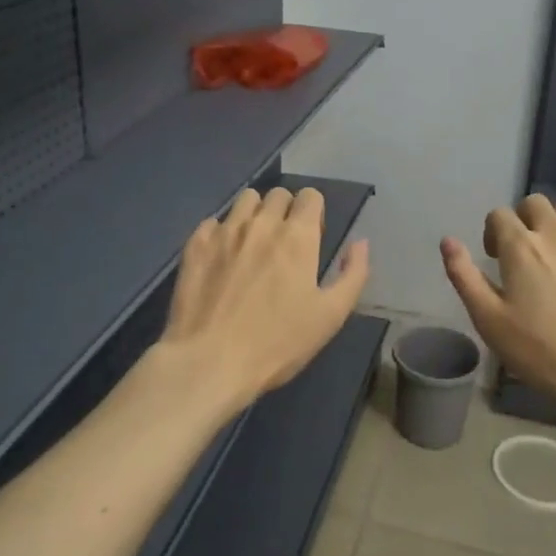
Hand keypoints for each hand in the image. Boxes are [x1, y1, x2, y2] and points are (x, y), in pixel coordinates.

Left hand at [157, 187, 370, 413]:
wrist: (210, 361)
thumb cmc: (277, 343)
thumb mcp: (331, 316)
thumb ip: (353, 274)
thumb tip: (360, 243)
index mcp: (297, 236)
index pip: (310, 196)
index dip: (314, 212)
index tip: (312, 238)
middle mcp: (261, 223)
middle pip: (278, 194)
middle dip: (286, 210)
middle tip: (283, 244)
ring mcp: (224, 231)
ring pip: (245, 200)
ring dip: (254, 213)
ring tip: (252, 244)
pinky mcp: (195, 244)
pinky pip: (213, 221)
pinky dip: (221, 232)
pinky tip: (221, 258)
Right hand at [440, 194, 555, 429]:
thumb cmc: (541, 351)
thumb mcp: (489, 320)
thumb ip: (464, 275)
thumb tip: (447, 241)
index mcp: (520, 246)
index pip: (499, 214)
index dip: (492, 232)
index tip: (495, 258)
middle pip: (534, 203)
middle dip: (523, 219)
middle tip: (523, 252)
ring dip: (555, 221)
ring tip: (555, 251)